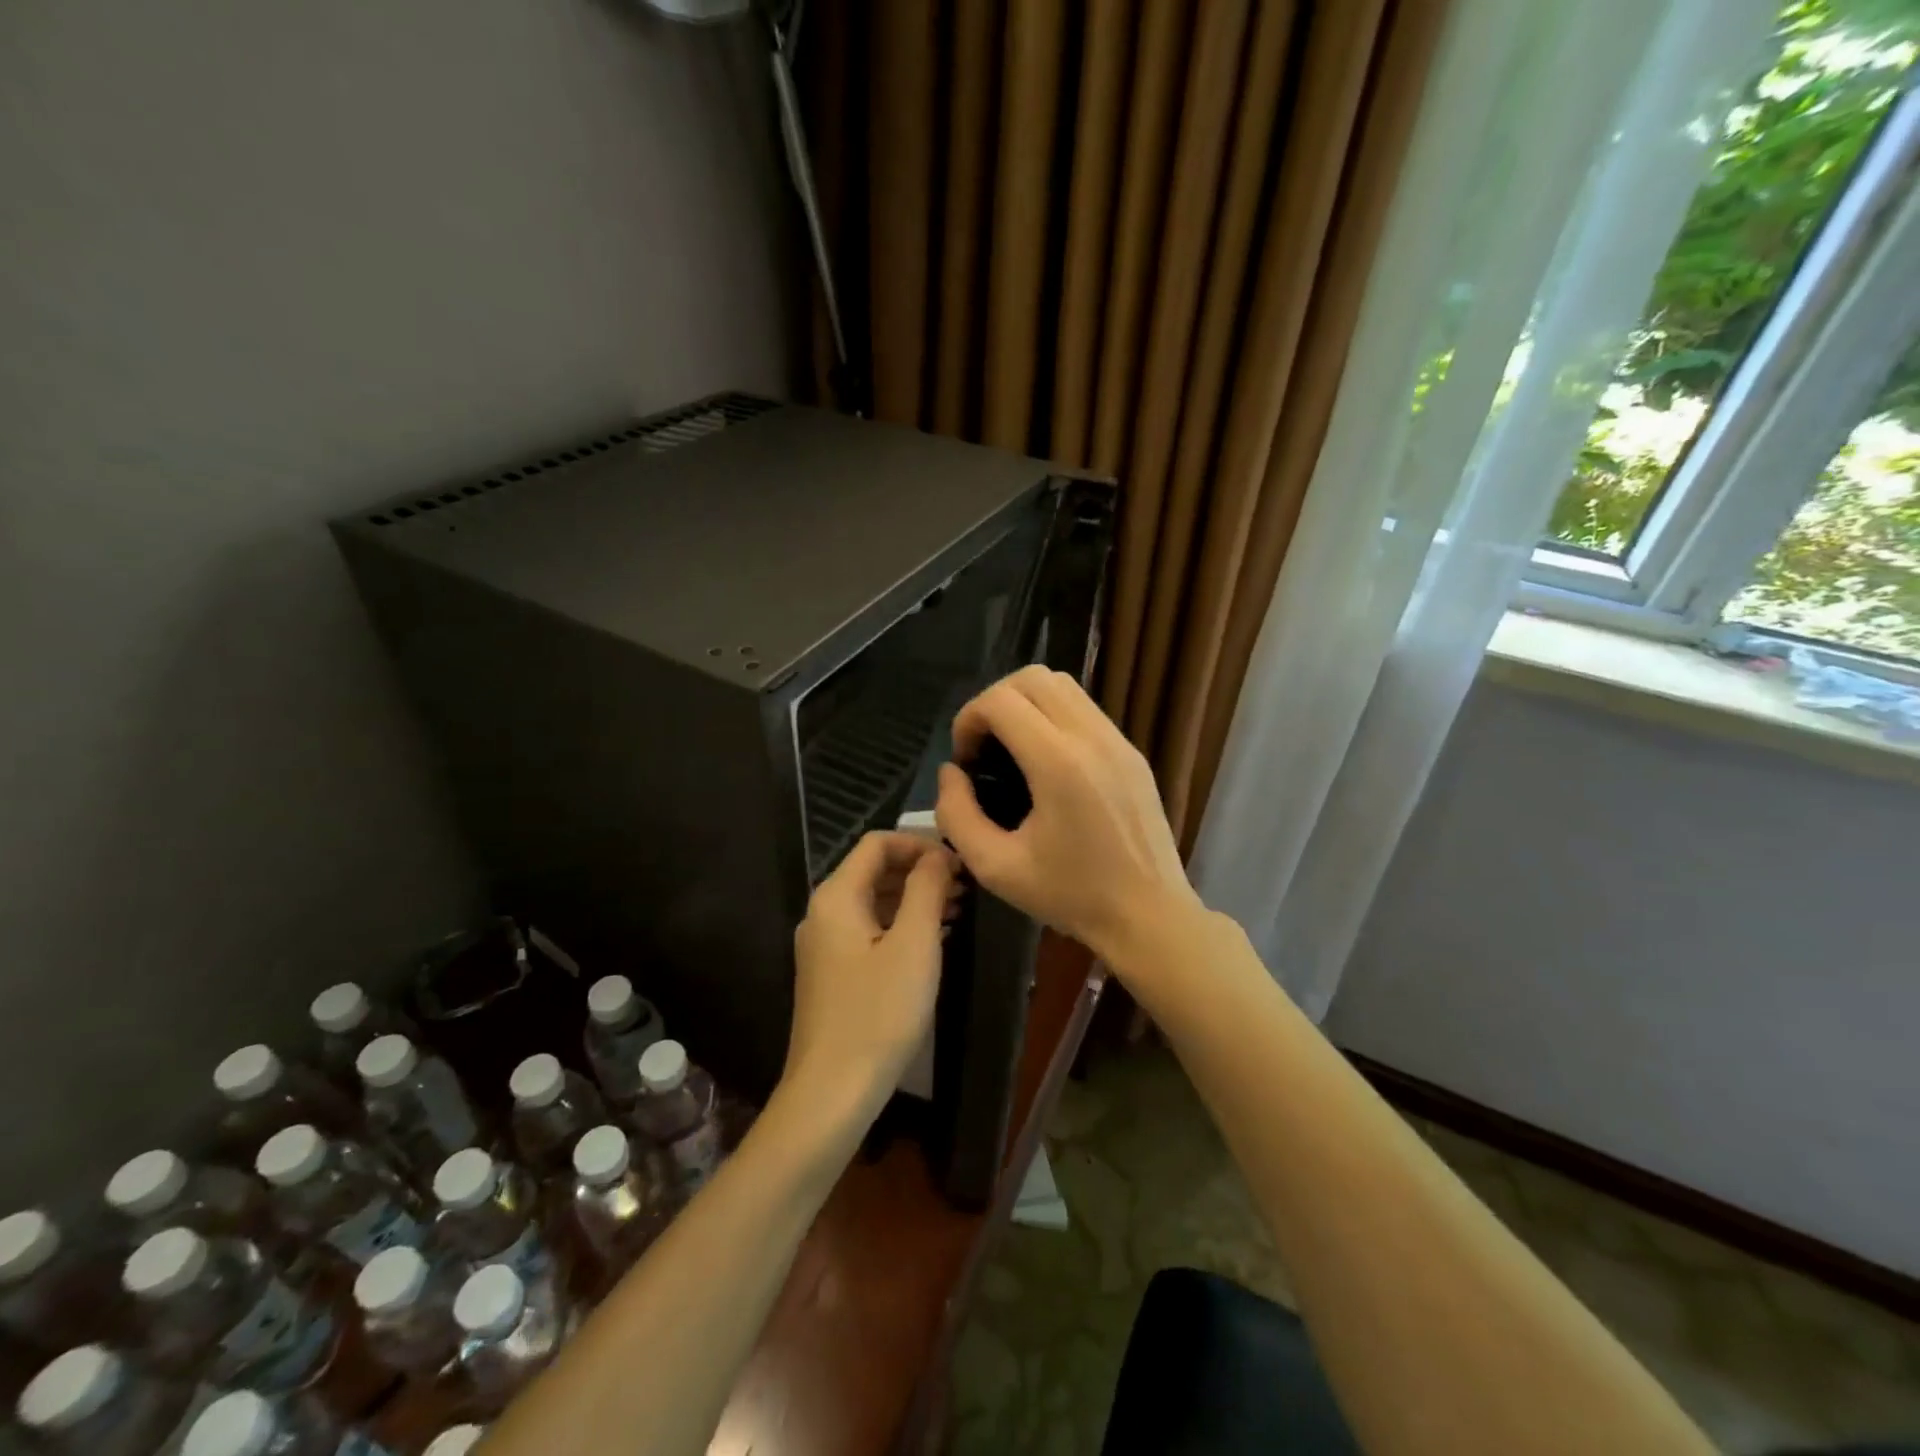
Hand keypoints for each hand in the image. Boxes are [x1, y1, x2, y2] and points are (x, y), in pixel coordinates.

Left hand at [786, 831, 955, 1110]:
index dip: (920, 844)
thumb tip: (938, 855)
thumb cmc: (879, 1013)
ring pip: (873, 902)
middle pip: (873, 870)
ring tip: (958, 910)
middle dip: (920, 871)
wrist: (831, 1092)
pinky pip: (868, 930)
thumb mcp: (914, 945)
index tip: (959, 863)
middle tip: (965, 888)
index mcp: (836, 896)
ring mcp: (824, 945)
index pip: (877, 843)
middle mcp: (823, 913)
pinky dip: (900, 925)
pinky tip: (933, 940)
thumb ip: (927, 889)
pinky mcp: (832, 973)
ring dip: (914, 899)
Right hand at [936, 666, 1202, 964]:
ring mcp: (1118, 741)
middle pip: (1032, 677)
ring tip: (1012, 749)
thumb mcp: (996, 867)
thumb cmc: (1071, 896)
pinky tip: (1046, 762)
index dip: (968, 719)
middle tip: (984, 747)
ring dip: (1025, 703)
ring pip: (1062, 685)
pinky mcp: (1132, 752)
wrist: (1148, 915)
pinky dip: (1054, 716)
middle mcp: (1092, 738)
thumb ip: (957, 815)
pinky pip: (1085, 709)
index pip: (1000, 700)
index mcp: (1058, 763)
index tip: (965, 759)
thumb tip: (951, 773)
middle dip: (994, 701)